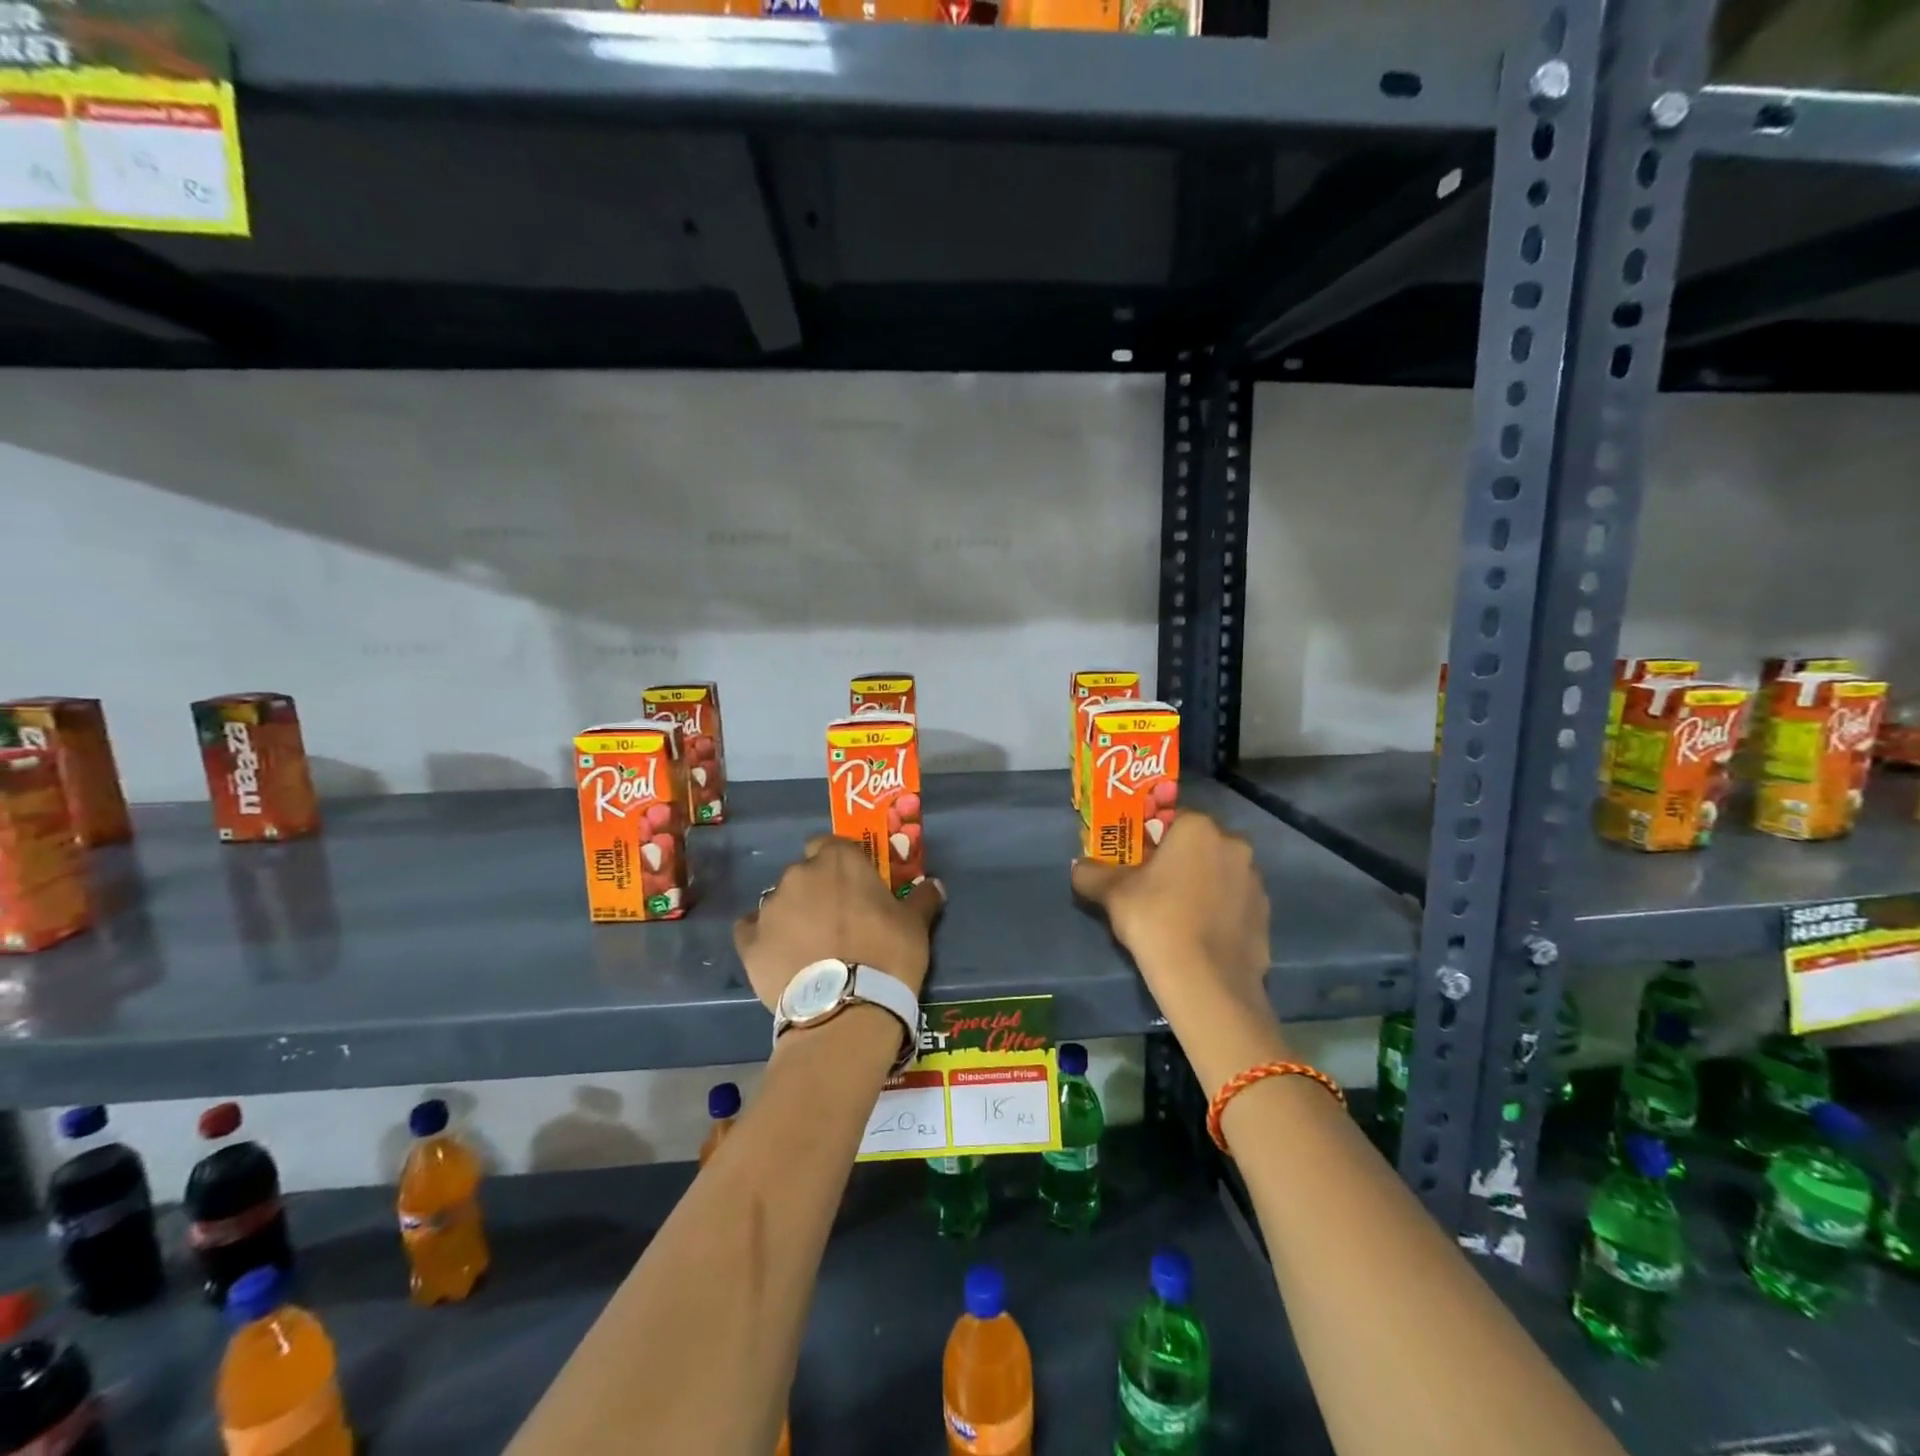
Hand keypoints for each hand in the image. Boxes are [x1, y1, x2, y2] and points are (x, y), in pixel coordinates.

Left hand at [735, 836, 943, 1010]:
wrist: (847, 1008)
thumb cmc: (887, 954)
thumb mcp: (916, 925)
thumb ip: (923, 898)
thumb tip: (934, 884)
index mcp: (838, 860)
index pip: (830, 843)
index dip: (839, 862)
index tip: (852, 885)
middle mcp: (799, 874)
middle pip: (804, 873)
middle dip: (816, 890)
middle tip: (836, 920)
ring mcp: (770, 907)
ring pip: (780, 902)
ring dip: (793, 915)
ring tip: (810, 947)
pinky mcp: (749, 941)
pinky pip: (752, 931)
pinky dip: (764, 939)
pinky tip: (781, 958)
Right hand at [1071, 811, 1271, 1020]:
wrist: (1206, 982)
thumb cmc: (1156, 920)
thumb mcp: (1112, 894)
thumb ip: (1092, 873)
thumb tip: (1079, 867)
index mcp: (1198, 828)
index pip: (1170, 819)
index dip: (1150, 839)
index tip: (1137, 862)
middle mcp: (1234, 844)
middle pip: (1199, 845)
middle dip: (1179, 860)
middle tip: (1154, 887)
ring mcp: (1255, 880)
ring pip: (1220, 873)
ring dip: (1202, 884)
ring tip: (1179, 915)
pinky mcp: (1266, 915)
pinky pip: (1235, 903)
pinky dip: (1220, 911)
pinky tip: (1200, 935)